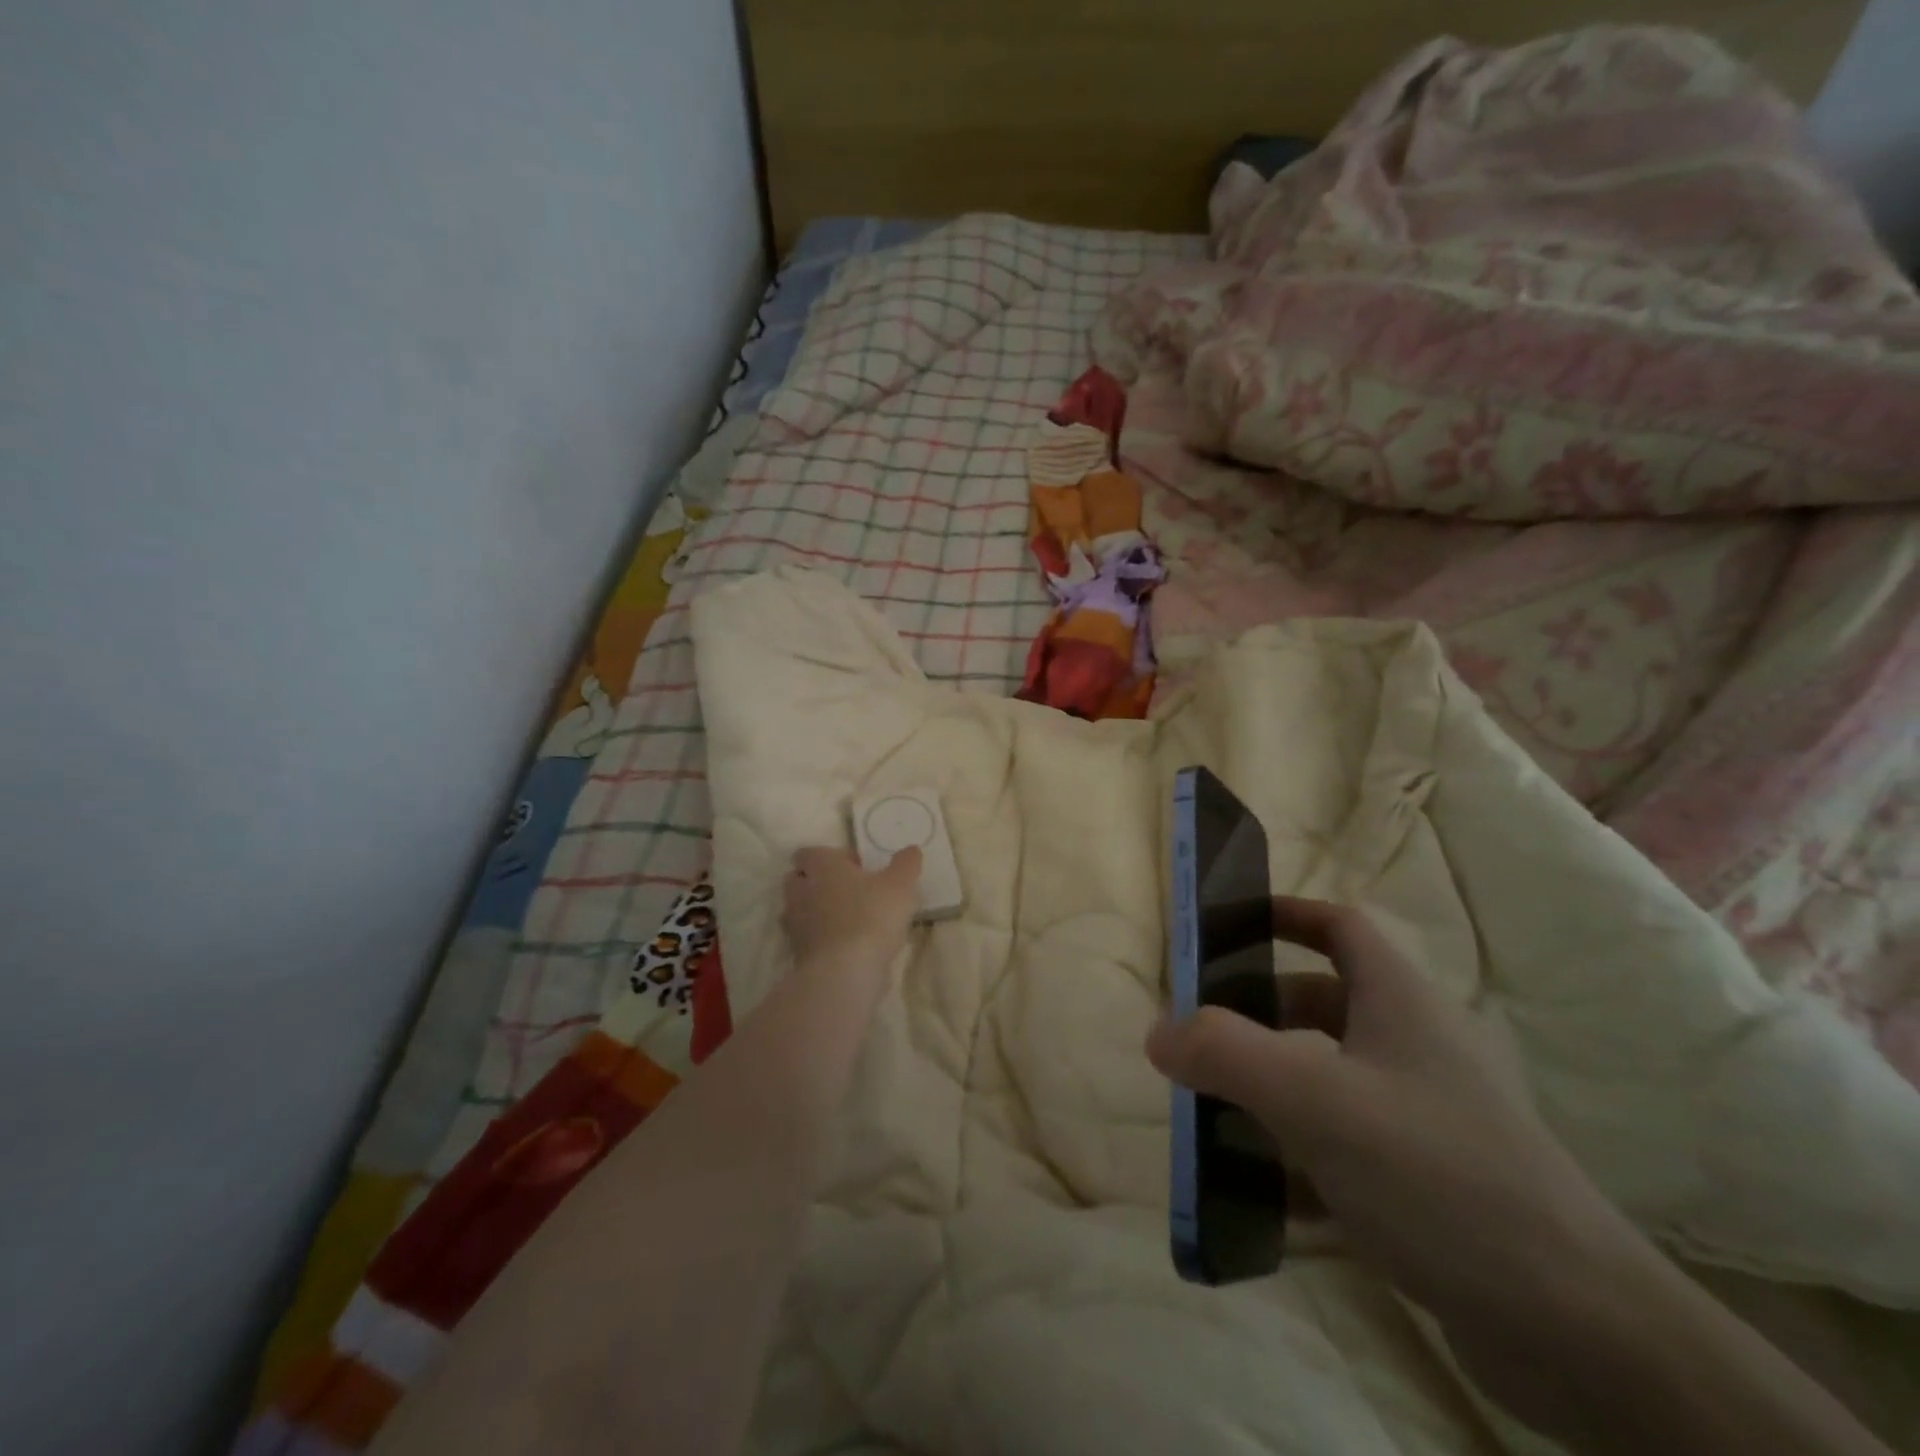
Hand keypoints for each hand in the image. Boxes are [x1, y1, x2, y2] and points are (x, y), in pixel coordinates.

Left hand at [782, 846, 922, 969]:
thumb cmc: (872, 916)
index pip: (808, 853)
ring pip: (798, 910)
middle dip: (816, 882)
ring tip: (846, 920)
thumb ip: (906, 864)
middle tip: (848, 891)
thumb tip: (911, 850)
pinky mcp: (797, 953)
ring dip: (816, 911)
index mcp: (822, 867)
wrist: (844, 972)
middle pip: (797, 880)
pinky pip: (806, 938)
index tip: (857, 867)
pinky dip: (819, 938)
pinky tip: (844, 946)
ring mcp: (795, 924)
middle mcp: (801, 891)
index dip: (831, 856)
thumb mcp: (900, 885)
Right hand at [1146, 896, 1653, 1437]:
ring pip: (1328, 1078)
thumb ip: (1226, 1053)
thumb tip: (1158, 1030)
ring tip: (1212, 1110)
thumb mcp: (1316, 1101)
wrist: (1579, 1333)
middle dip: (1258, 1011)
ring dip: (1271, 1087)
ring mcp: (1423, 1117)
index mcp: (1398, 1003)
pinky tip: (1260, 1195)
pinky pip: (1344, 1148)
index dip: (1286, 913)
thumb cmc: (1438, 1176)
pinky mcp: (1427, 1182)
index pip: (1340, 926)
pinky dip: (1299, 1157)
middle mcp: (1413, 1048)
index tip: (1228, 925)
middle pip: (1323, 1002)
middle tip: (1201, 1033)